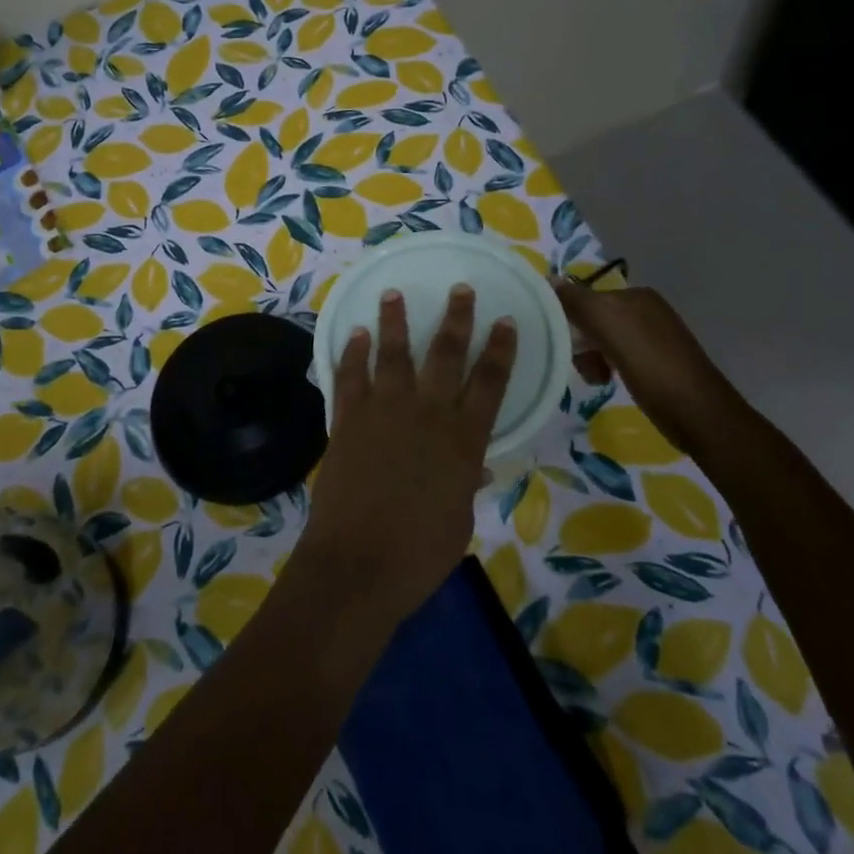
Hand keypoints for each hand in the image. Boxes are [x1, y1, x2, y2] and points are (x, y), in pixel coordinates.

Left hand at [299, 285, 516, 626]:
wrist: (358, 564)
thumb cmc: (419, 554)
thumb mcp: (459, 520)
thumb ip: (466, 482)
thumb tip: (476, 464)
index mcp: (464, 440)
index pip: (490, 383)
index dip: (500, 349)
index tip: (505, 321)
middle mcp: (427, 415)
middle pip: (446, 355)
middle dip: (456, 319)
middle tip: (460, 289)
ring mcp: (384, 412)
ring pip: (393, 354)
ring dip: (395, 321)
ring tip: (394, 293)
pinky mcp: (348, 420)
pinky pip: (350, 377)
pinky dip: (353, 353)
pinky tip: (356, 333)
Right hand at [551, 280, 740, 454]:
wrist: (696, 412)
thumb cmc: (650, 363)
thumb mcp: (608, 325)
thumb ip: (577, 301)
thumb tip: (550, 279)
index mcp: (635, 295)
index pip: (585, 296)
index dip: (567, 317)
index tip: (558, 341)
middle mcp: (645, 310)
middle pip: (593, 318)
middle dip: (579, 341)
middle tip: (578, 363)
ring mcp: (652, 337)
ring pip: (602, 340)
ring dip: (590, 357)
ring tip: (594, 377)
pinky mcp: (655, 363)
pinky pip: (616, 357)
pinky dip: (605, 367)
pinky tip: (606, 381)